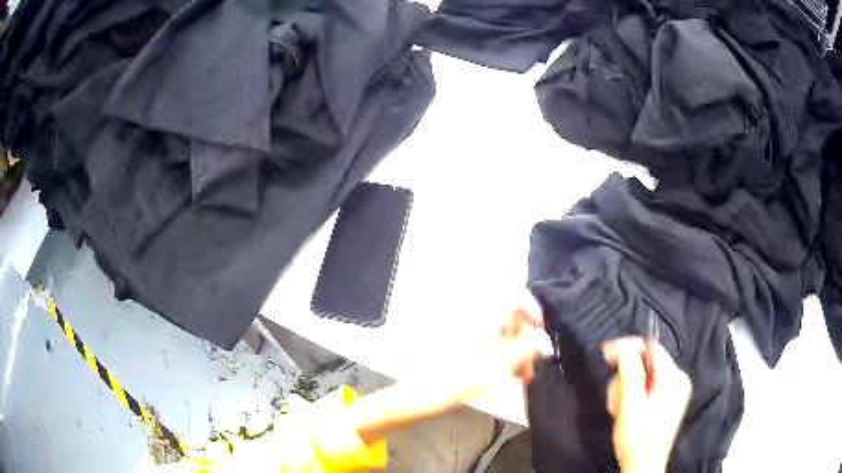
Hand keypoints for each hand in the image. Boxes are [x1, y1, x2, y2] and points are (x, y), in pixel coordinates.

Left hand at [352, 294, 547, 443]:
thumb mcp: (504, 363)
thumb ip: (528, 348)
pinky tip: (507, 373)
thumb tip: (540, 340)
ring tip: (521, 375)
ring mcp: (468, 329)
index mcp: (486, 313)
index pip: (515, 296)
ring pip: (501, 332)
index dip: (532, 310)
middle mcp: (477, 315)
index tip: (540, 331)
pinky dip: (501, 353)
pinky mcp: (463, 343)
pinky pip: (489, 341)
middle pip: (510, 317)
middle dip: (525, 340)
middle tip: (531, 365)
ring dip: (515, 350)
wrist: (428, 391)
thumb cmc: (466, 376)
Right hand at [603, 338, 691, 472]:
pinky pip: (647, 388)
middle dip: (626, 377)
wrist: (643, 467)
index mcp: (674, 377)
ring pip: (644, 376)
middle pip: (646, 363)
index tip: (605, 353)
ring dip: (626, 389)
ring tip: (619, 410)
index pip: (651, 347)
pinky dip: (633, 397)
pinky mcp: (667, 403)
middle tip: (615, 399)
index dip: (628, 347)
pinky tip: (626, 412)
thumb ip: (629, 371)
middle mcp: (678, 379)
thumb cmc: (637, 438)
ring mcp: (674, 392)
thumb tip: (622, 344)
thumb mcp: (631, 404)